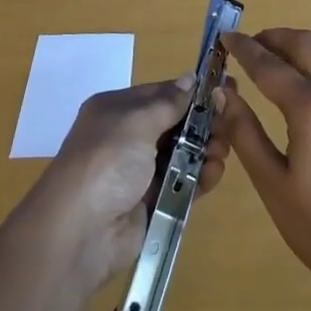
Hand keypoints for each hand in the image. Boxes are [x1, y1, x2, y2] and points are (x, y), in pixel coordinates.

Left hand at [25, 75, 230, 290]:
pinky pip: (182, 184)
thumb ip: (169, 102)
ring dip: (206, 150)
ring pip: (183, 154)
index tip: (224, 89)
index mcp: (117, 110)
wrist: (80, 232)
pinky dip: (201, 177)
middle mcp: (128, 138)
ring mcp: (139, 173)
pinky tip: (215, 172)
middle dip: (203, 123)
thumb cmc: (106, 161)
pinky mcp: (152, 204)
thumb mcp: (136, 120)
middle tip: (231, 121)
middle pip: (175, 124)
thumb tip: (190, 78)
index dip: (192, 92)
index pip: (161, 94)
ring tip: (223, 150)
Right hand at [219, 28, 310, 303]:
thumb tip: (223, 92)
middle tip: (246, 47)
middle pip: (303, 42)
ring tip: (274, 61)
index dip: (243, 48)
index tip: (224, 37)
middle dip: (271, 37)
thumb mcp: (273, 184)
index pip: (269, 64)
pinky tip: (304, 84)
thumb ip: (245, 132)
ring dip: (298, 45)